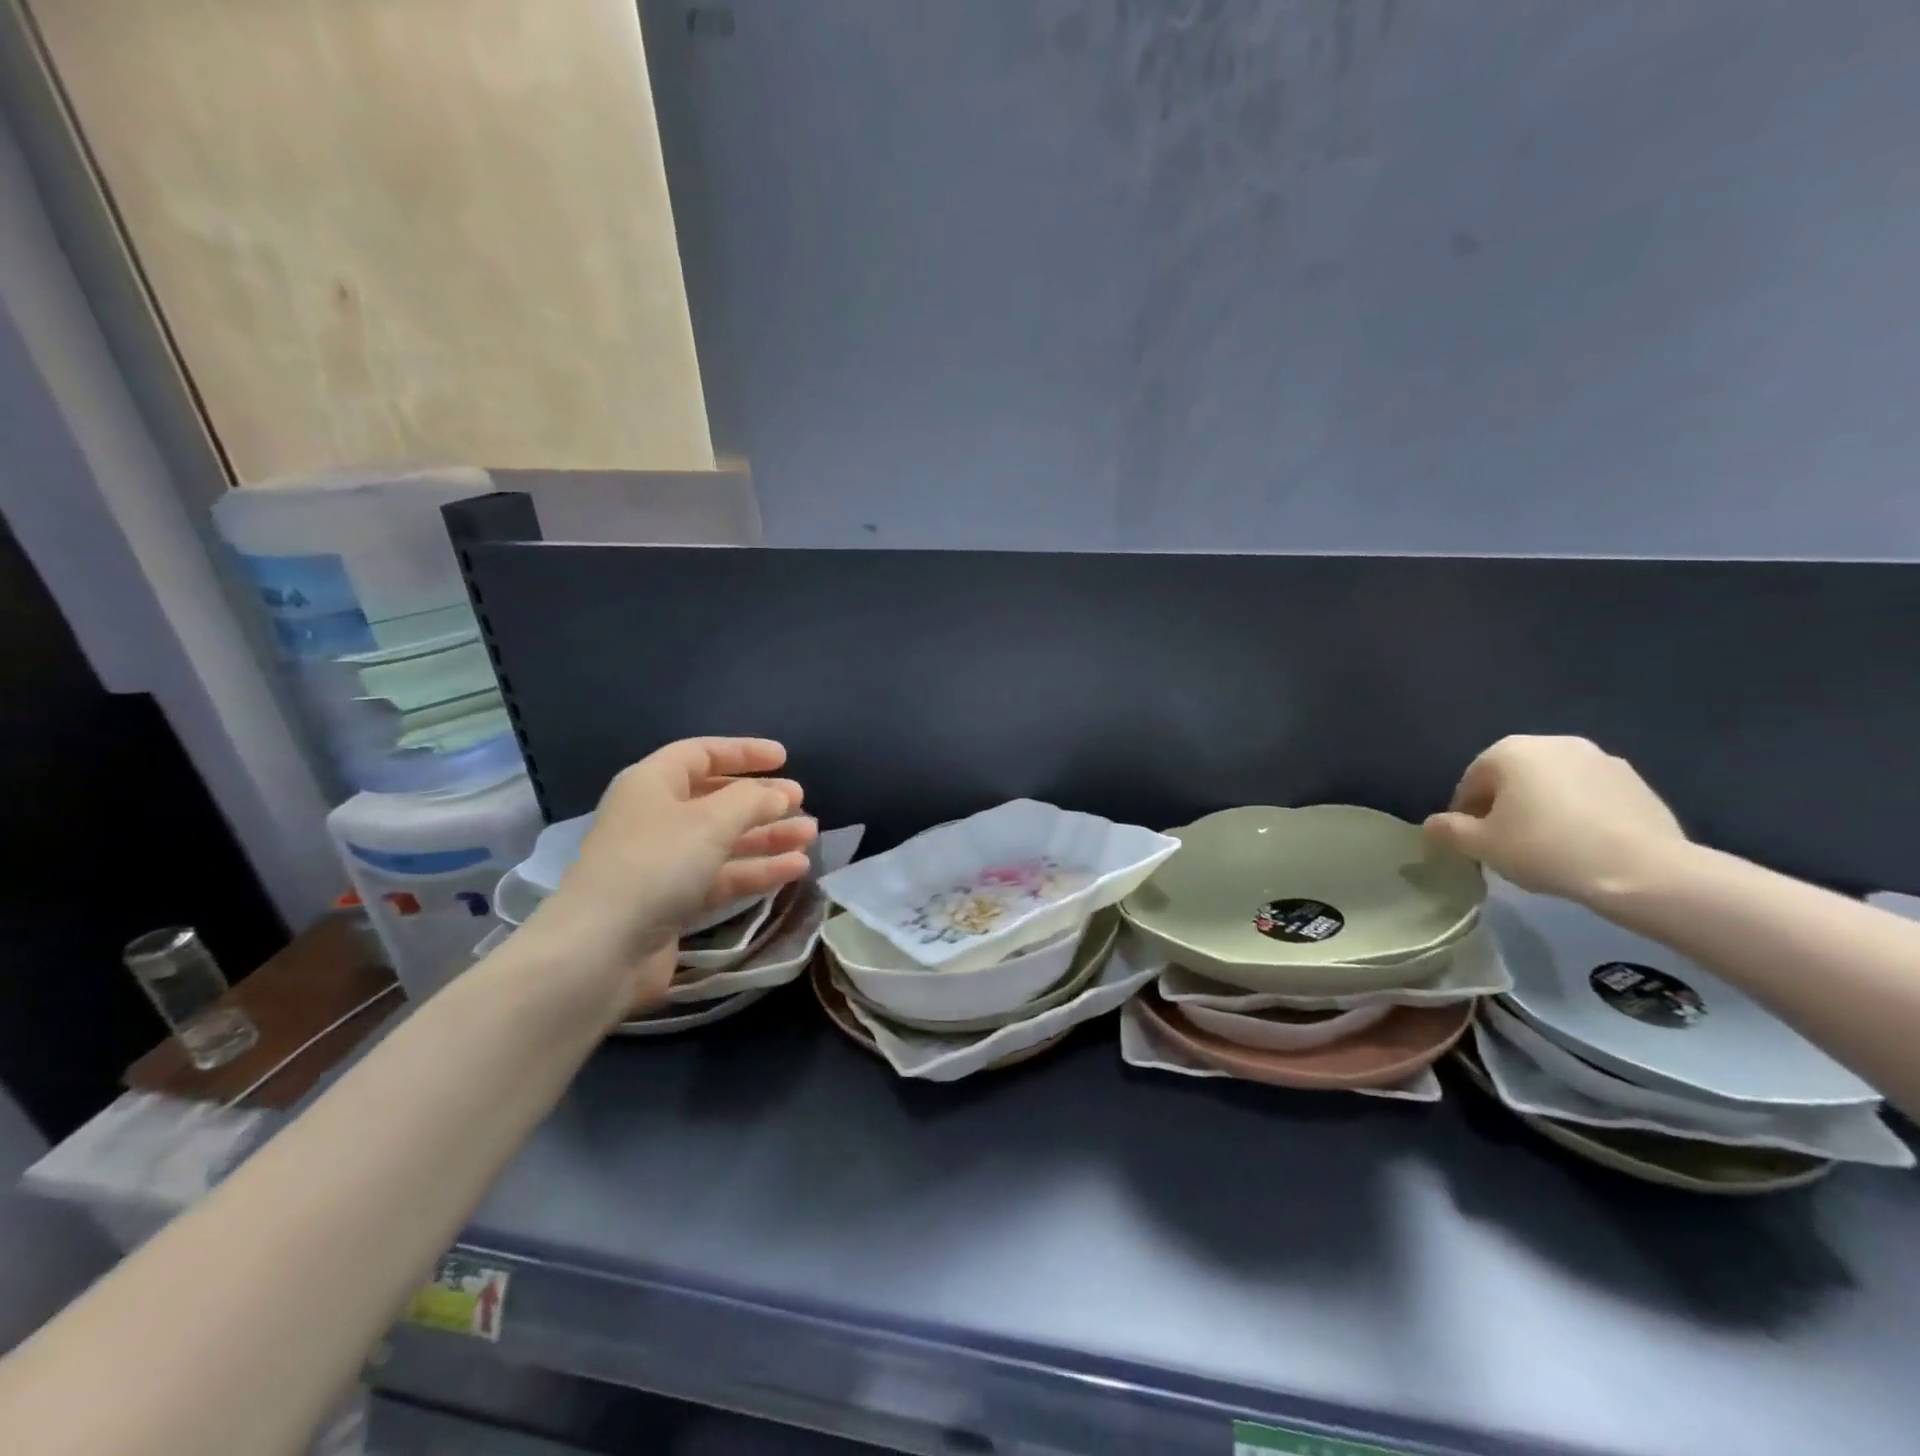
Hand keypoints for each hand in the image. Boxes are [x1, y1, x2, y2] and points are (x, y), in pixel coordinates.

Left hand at [532, 738, 816, 1011]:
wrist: (601, 950)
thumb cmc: (656, 865)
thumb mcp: (711, 821)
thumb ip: (753, 800)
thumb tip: (780, 794)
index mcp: (652, 784)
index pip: (701, 754)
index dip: (743, 753)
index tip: (784, 758)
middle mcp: (656, 818)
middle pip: (716, 799)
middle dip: (761, 800)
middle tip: (801, 801)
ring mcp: (663, 863)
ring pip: (724, 840)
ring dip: (767, 836)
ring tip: (809, 836)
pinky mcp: (673, 902)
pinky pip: (722, 876)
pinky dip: (756, 870)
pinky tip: (795, 869)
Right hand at [1422, 735, 1686, 902]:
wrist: (1643, 870)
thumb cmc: (1546, 848)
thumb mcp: (1481, 845)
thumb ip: (1448, 831)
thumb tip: (1431, 825)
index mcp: (1510, 751)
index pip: (1472, 782)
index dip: (1466, 814)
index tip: (1474, 843)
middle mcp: (1554, 743)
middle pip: (1513, 778)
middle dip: (1505, 806)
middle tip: (1508, 844)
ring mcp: (1601, 759)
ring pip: (1553, 785)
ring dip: (1543, 808)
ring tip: (1548, 846)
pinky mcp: (1637, 782)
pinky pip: (1590, 795)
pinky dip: (1579, 813)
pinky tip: (1583, 845)